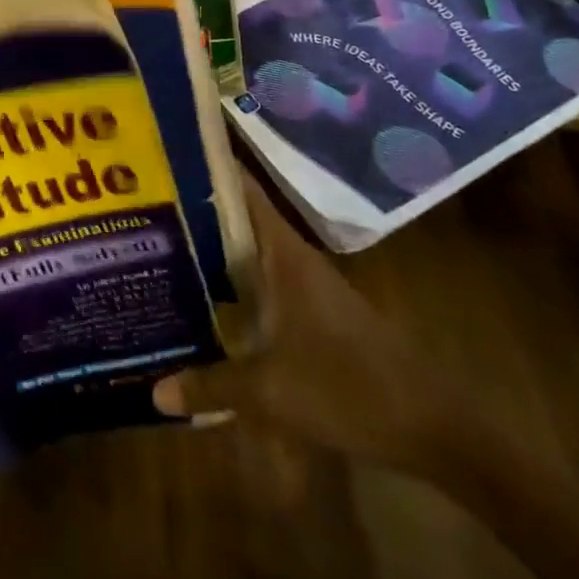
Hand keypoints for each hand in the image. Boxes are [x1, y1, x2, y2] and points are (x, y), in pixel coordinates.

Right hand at [153, 171, 459, 471]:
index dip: (207, 166)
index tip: (165, 152)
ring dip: (212, 250)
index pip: (241, 189)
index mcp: (283, 253)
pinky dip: (233, 283)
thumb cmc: (348, 387)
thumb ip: (211, 385)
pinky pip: (263, 283)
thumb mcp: (270, 391)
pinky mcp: (315, 313)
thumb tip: (154, 391)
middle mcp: (293, 258)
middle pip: (237, 219)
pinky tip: (207, 301)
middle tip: (144, 210)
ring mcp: (307, 286)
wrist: (434, 426)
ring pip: (249, 253)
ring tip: (161, 249)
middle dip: (194, 213)